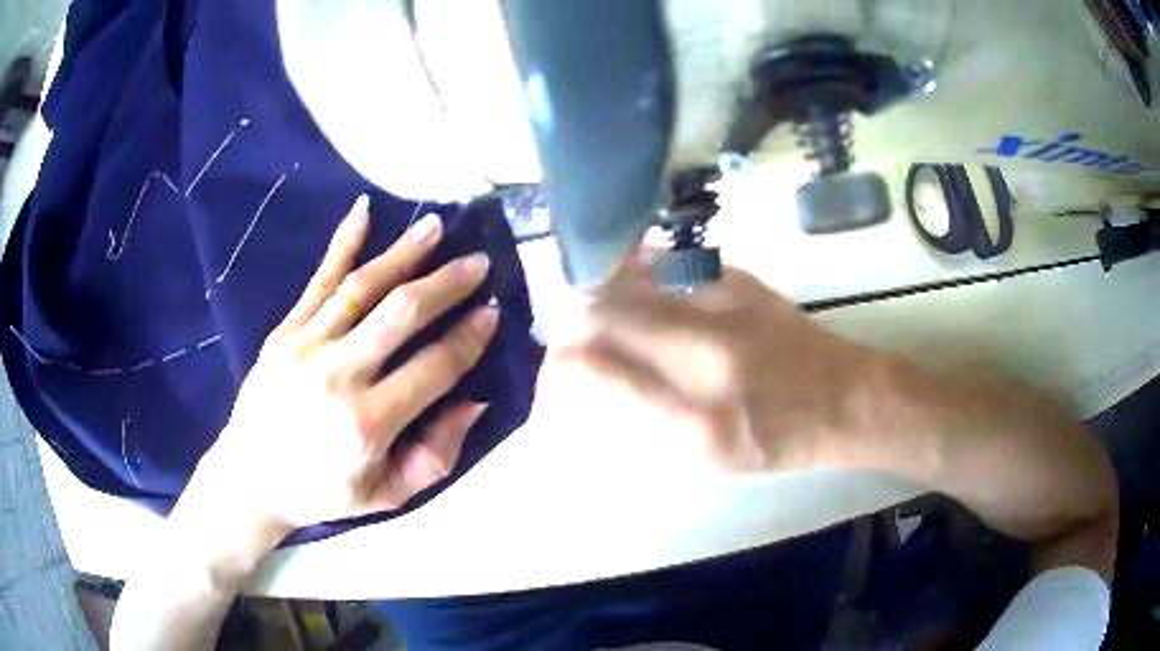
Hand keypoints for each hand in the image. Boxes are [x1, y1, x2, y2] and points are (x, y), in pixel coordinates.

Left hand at [197, 196, 498, 539]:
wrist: (252, 478)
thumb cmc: (323, 492)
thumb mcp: (388, 494)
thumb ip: (436, 454)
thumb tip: (474, 401)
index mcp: (369, 424)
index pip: (433, 368)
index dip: (468, 338)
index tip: (492, 311)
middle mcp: (339, 376)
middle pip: (401, 315)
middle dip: (446, 284)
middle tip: (477, 262)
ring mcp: (306, 347)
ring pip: (362, 288)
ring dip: (403, 253)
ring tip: (435, 226)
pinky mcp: (283, 333)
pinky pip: (317, 282)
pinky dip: (341, 245)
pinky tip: (363, 212)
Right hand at [555, 260, 876, 472]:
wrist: (847, 398)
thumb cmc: (781, 440)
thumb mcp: (714, 458)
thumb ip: (650, 418)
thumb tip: (595, 382)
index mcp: (699, 417)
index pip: (602, 372)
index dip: (562, 366)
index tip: (555, 373)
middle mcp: (706, 354)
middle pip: (609, 316)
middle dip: (571, 325)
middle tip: (564, 341)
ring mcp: (725, 307)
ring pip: (634, 282)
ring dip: (597, 293)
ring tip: (583, 307)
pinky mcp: (739, 281)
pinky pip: (670, 264)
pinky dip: (637, 270)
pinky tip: (626, 276)